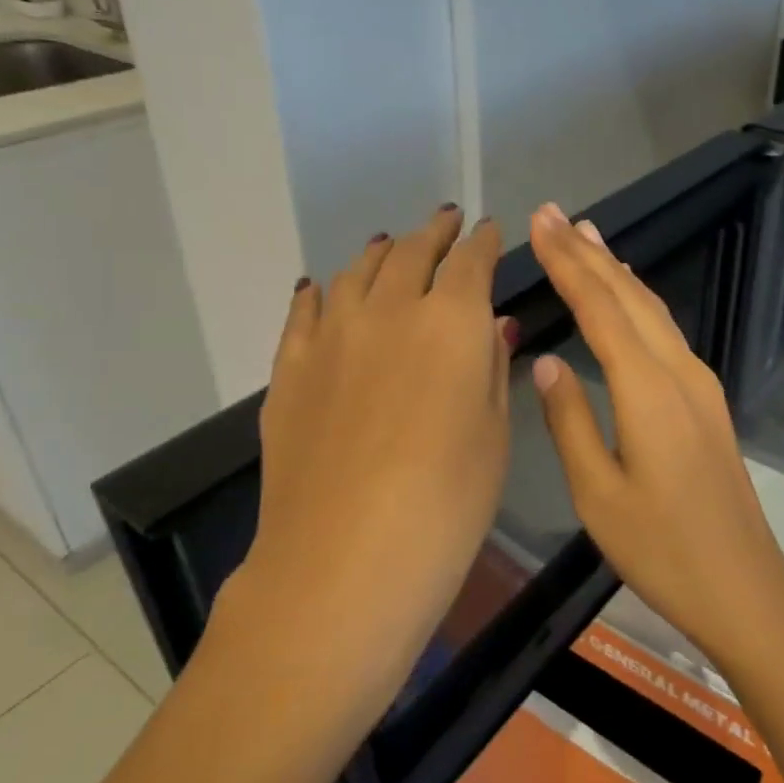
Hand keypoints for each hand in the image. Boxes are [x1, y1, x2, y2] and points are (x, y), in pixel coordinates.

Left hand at [221, 205, 510, 719]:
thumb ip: (490, 367)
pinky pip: (304, 312)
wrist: (343, 561)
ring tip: (390, 244)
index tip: (489, 230)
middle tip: (446, 221)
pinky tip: (321, 286)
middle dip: (434, 232)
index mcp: (450, 322)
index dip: (483, 241)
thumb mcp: (492, 434)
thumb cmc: (446, 503)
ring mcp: (331, 336)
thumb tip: (493, 323)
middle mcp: (389, 311)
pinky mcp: (290, 369)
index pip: (471, 261)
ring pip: (356, 272)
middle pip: (411, 253)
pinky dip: (319, 291)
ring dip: (380, 252)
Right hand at [526, 201, 783, 666]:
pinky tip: (626, 297)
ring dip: (617, 270)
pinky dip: (637, 301)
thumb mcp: (598, 494)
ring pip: (652, 309)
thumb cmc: (662, 548)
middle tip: (554, 214)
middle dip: (588, 252)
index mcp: (647, 389)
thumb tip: (547, 361)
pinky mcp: (706, 400)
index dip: (567, 262)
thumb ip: (570, 420)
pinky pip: (665, 331)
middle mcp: (678, 371)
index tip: (541, 223)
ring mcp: (699, 383)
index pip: (599, 308)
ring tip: (587, 237)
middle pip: (628, 296)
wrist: (743, 585)